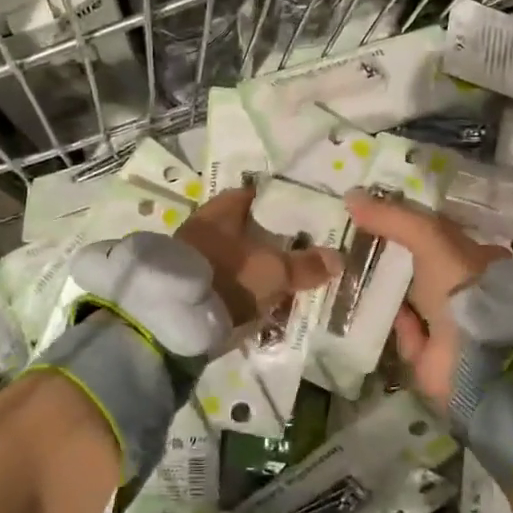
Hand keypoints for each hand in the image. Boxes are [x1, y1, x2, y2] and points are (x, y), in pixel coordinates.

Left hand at [176, 188, 342, 329]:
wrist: (176, 317)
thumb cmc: (229, 276)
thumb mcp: (274, 271)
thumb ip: (306, 264)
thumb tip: (337, 258)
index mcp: (221, 210)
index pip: (250, 195)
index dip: (274, 203)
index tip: (296, 214)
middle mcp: (202, 226)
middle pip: (240, 227)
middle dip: (265, 239)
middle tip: (293, 250)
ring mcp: (191, 256)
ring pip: (230, 255)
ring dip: (251, 265)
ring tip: (278, 279)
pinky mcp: (186, 285)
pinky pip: (221, 279)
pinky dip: (237, 286)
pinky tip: (255, 299)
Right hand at [344, 189, 505, 408]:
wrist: (476, 355)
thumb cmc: (460, 286)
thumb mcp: (429, 238)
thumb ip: (393, 218)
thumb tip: (351, 196)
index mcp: (476, 259)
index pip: (438, 237)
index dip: (407, 226)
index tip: (373, 219)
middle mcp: (465, 290)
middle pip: (421, 268)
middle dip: (391, 259)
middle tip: (352, 246)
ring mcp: (450, 324)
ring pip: (409, 300)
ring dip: (384, 291)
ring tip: (348, 273)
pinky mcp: (432, 355)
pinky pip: (403, 332)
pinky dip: (388, 323)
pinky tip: (363, 309)